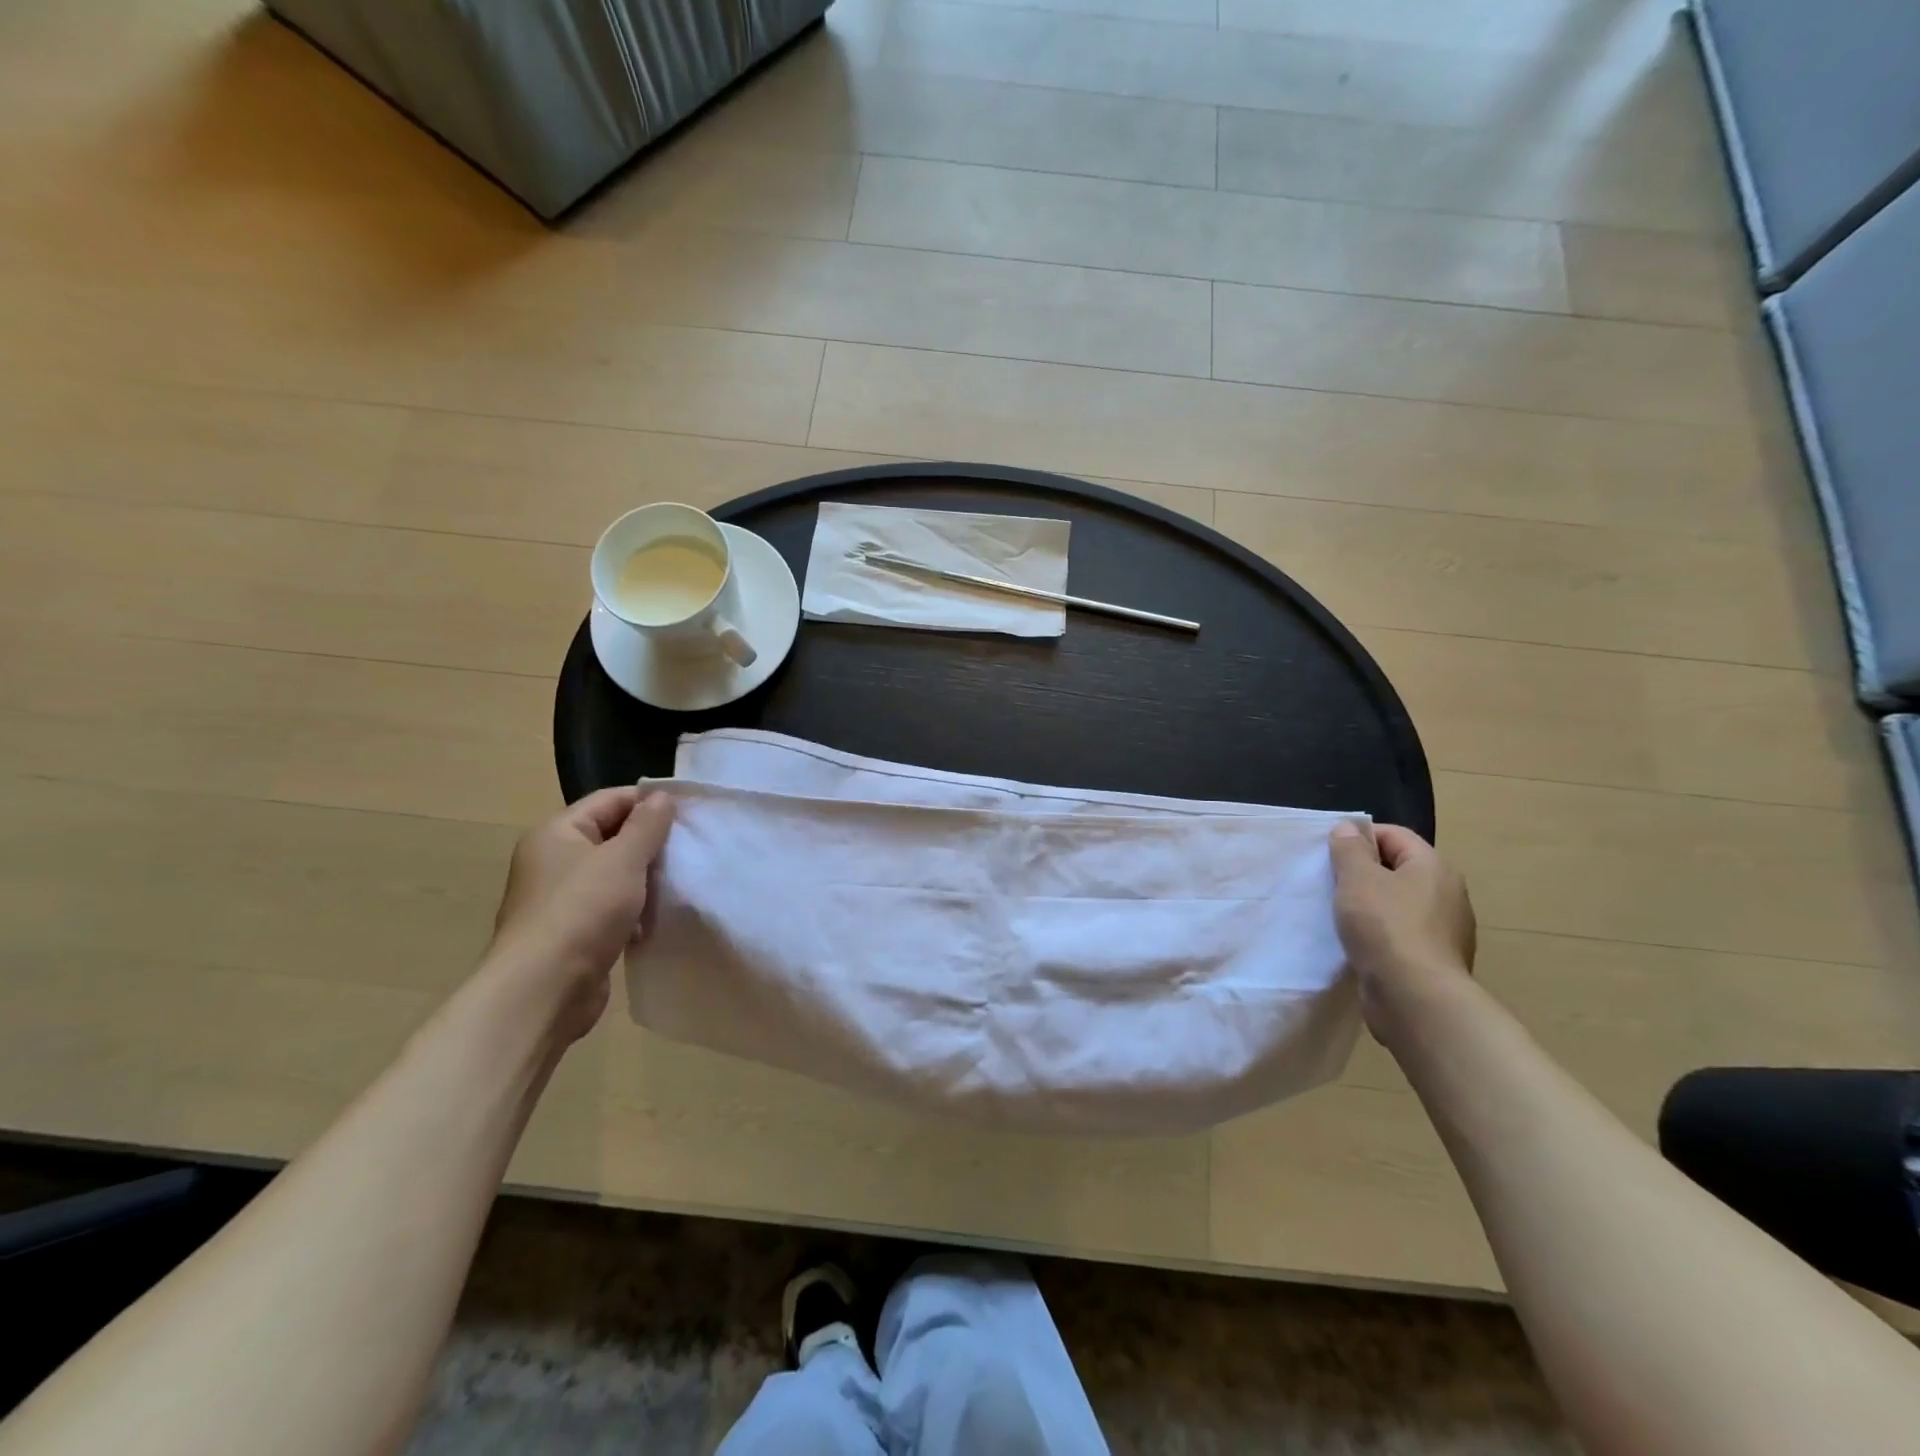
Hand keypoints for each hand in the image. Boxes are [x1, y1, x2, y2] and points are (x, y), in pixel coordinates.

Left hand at [488, 788, 674, 1043]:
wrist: (543, 990)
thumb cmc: (582, 911)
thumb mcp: (623, 859)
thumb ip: (647, 825)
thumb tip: (663, 797)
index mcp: (557, 833)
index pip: (609, 800)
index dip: (649, 801)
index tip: (690, 811)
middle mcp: (554, 861)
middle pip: (612, 836)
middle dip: (651, 841)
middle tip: (692, 845)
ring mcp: (562, 899)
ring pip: (615, 875)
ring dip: (647, 877)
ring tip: (684, 878)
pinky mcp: (574, 933)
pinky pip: (612, 908)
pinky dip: (636, 909)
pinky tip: (661, 916)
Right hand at [1329, 822, 1475, 1041]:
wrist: (1416, 999)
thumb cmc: (1386, 927)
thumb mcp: (1357, 878)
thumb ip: (1349, 849)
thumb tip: (1348, 828)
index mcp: (1433, 867)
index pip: (1394, 835)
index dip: (1360, 837)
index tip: (1329, 853)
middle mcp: (1446, 894)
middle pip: (1397, 869)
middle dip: (1362, 873)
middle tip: (1329, 882)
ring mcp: (1444, 931)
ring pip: (1397, 904)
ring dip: (1368, 906)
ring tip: (1338, 914)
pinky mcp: (1433, 961)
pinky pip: (1400, 935)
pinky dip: (1378, 934)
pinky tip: (1356, 944)